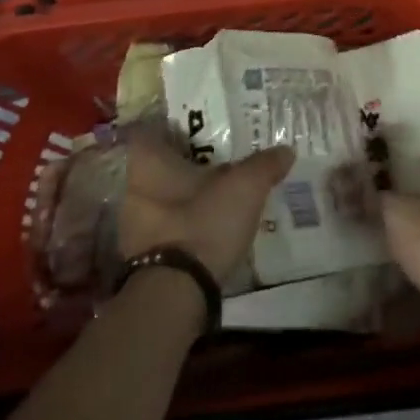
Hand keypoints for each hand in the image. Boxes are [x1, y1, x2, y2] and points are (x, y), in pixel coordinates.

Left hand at [117, 131, 295, 283]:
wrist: (176, 294)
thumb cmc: (203, 222)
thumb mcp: (245, 187)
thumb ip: (265, 165)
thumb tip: (286, 149)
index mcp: (148, 161)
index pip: (151, 129)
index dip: (172, 126)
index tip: (198, 128)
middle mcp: (133, 187)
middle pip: (157, 164)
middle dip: (184, 162)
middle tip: (216, 159)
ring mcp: (132, 224)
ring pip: (160, 196)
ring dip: (183, 195)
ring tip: (216, 193)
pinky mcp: (141, 255)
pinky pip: (163, 226)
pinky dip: (182, 223)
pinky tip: (208, 226)